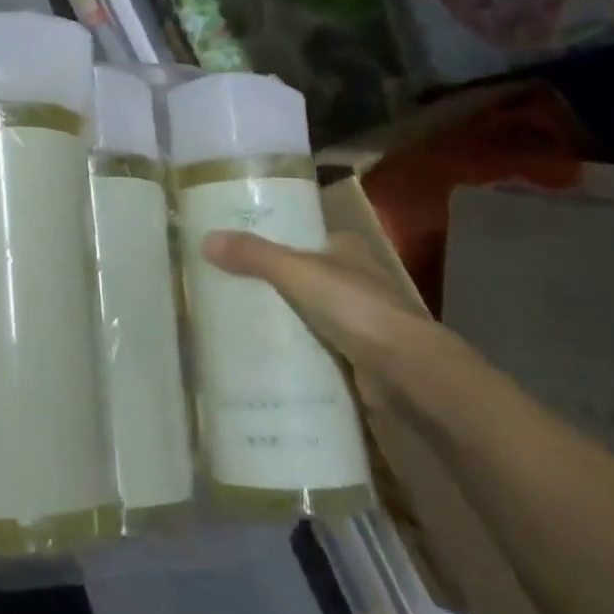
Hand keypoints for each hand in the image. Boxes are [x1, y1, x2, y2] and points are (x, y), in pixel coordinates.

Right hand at [203, 229, 477, 421]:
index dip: (277, 241)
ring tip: (238, 324)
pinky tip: (266, 359)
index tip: (239, 251)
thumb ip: (254, 256)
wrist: (409, 375)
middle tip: (229, 290)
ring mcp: (361, 323)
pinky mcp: (360, 360)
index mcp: (348, 249)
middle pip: (305, 277)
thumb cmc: (357, 309)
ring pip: (311, 315)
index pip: (306, 238)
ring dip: (285, 321)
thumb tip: (204, 239)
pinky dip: (297, 354)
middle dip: (274, 285)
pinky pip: (318, 350)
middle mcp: (357, 281)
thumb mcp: (297, 272)